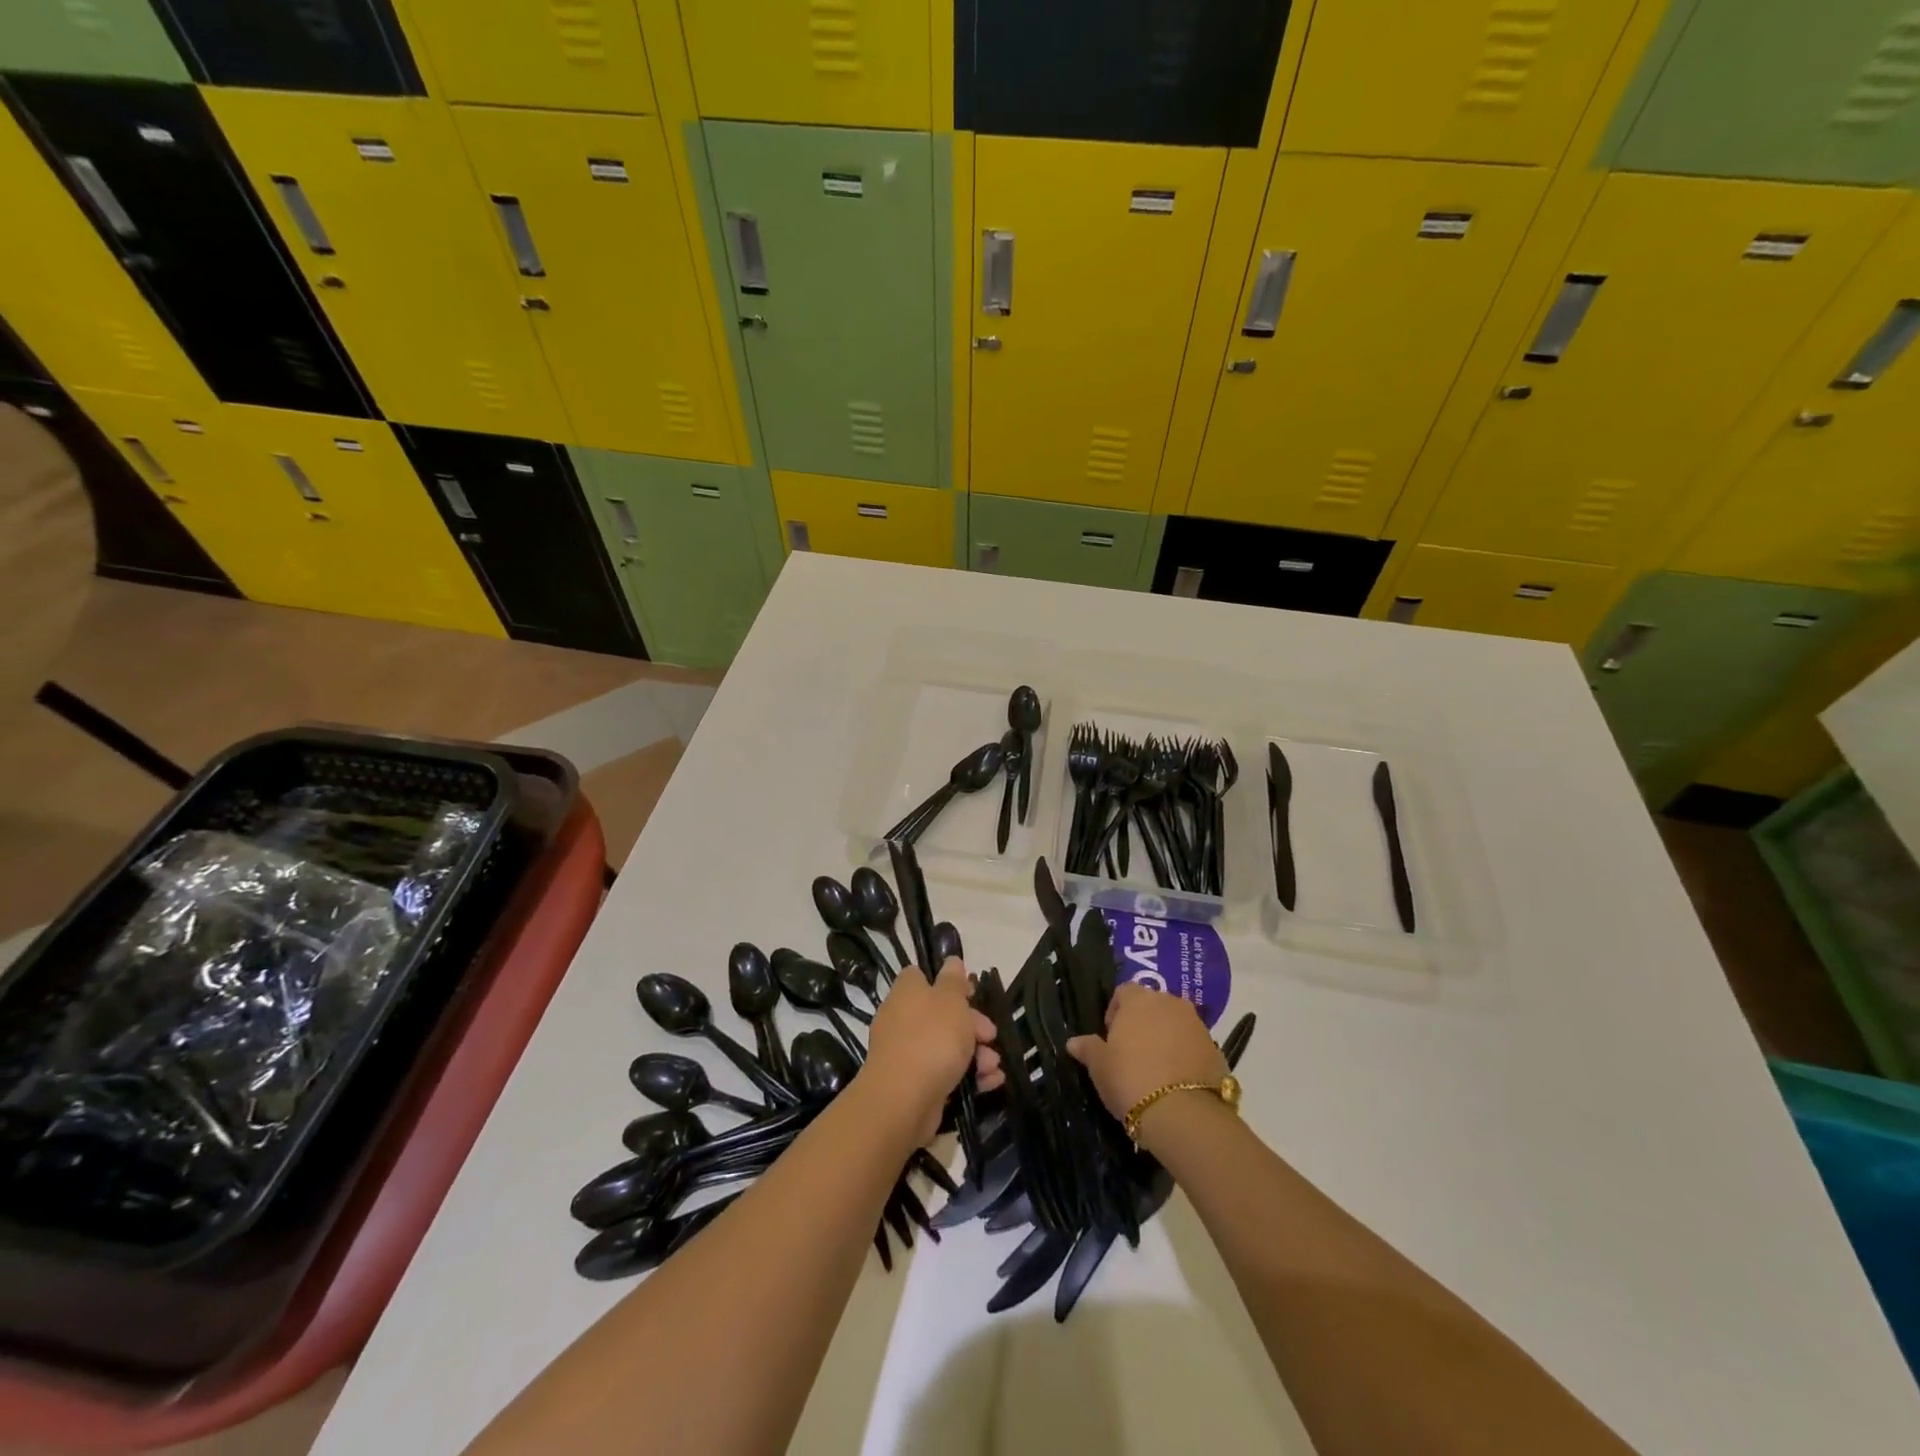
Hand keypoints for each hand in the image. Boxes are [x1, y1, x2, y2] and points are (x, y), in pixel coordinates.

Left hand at [861, 958, 999, 1145]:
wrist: (904, 1099)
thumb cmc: (931, 1037)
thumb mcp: (950, 1000)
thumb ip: (954, 980)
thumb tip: (951, 961)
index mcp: (907, 992)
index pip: (922, 976)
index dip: (949, 983)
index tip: (971, 994)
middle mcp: (902, 1019)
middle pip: (941, 1014)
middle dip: (972, 1025)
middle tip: (990, 1035)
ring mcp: (906, 1053)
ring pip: (946, 1045)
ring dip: (975, 1053)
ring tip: (994, 1066)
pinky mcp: (914, 1083)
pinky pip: (944, 1072)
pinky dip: (968, 1076)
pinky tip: (990, 1082)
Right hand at [1067, 983, 1225, 1140]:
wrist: (1184, 1114)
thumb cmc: (1131, 1080)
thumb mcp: (1099, 1066)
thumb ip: (1087, 1048)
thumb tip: (1074, 1041)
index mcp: (1139, 999)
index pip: (1124, 992)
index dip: (1115, 1012)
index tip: (1110, 1038)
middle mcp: (1170, 1003)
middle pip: (1152, 1005)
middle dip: (1142, 1023)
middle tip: (1132, 1053)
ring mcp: (1197, 1025)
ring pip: (1176, 1024)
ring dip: (1166, 1038)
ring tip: (1156, 1069)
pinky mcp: (1216, 1049)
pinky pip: (1194, 1045)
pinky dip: (1185, 1055)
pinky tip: (1176, 1081)